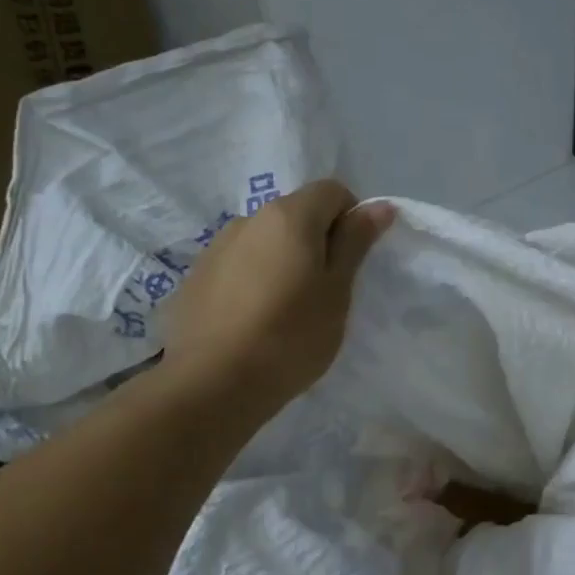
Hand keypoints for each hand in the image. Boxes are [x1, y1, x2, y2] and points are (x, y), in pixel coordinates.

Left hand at [160, 180, 393, 417]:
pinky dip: (253, 280)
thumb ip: (355, 242)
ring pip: (265, 241)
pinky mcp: (195, 277)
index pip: (332, 191)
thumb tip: (379, 206)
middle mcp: (249, 219)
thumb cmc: (291, 336)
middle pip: (296, 214)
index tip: (353, 261)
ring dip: (283, 260)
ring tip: (285, 309)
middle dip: (317, 241)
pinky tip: (252, 321)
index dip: (351, 218)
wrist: (213, 384)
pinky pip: (237, 265)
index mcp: (289, 216)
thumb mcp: (337, 291)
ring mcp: (216, 247)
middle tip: (325, 290)